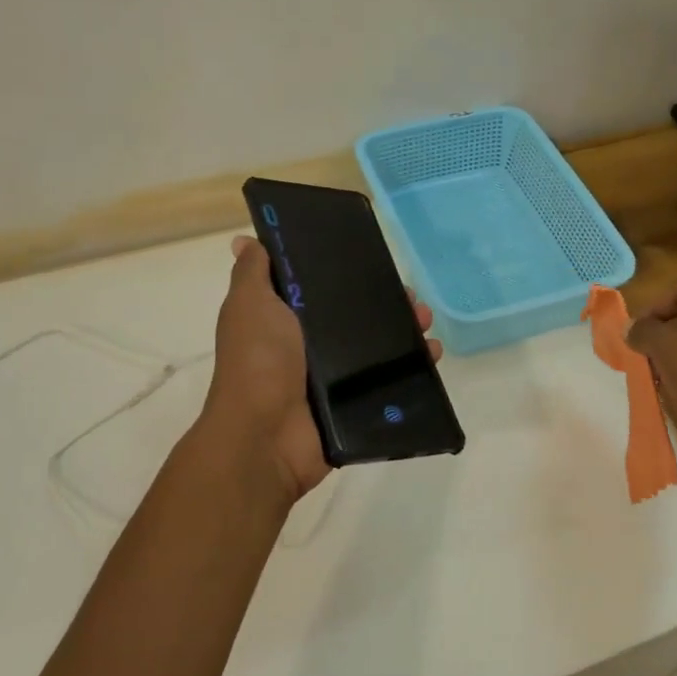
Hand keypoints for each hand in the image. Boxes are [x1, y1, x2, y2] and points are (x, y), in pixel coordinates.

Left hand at [200, 235, 440, 505]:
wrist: (266, 436)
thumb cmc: (258, 361)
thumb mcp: (249, 305)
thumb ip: (253, 272)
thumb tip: (244, 239)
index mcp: (284, 320)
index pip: (321, 289)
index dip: (345, 273)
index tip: (372, 257)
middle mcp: (308, 346)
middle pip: (355, 316)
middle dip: (386, 301)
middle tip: (411, 295)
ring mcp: (333, 377)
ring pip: (377, 347)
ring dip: (405, 330)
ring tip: (425, 320)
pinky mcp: (354, 403)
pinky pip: (389, 381)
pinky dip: (414, 367)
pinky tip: (432, 352)